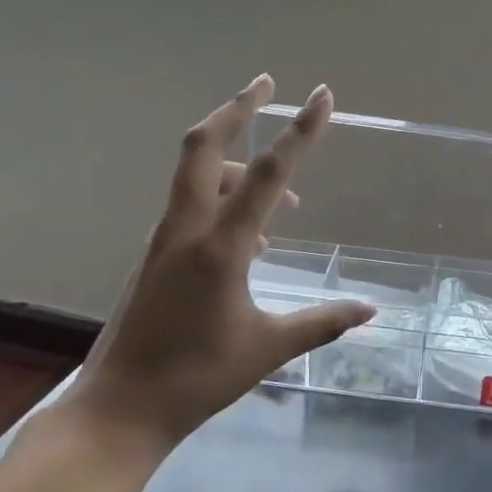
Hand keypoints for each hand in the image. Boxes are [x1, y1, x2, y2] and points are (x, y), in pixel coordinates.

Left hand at [64, 76, 374, 456]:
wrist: (120, 407)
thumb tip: (371, 309)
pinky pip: (190, 207)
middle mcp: (185, 229)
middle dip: (237, 108)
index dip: (299, 132)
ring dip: (236, 165)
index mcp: (219, 247)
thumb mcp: (268, 349)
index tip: (320, 95)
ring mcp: (163, 239)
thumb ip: (322, 322)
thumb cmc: (196, 378)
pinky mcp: (154, 255)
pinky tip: (251, 240)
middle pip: (203, 146)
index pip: (266, 175)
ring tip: (285, 201)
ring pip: (195, 176)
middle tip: (267, 84)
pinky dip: (221, 200)